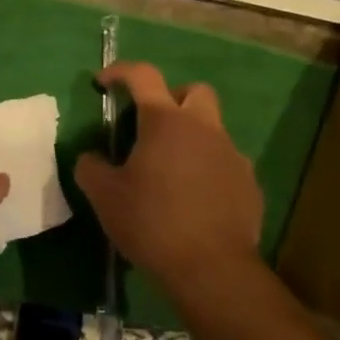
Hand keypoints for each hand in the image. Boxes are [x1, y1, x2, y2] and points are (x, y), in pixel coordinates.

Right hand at [74, 62, 264, 295]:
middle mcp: (204, 129)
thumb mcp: (104, 196)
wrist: (211, 268)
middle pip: (194, 91)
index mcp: (165, 122)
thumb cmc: (151, 222)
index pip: (143, 76)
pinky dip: (207, 169)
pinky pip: (225, 163)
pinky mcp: (249, 184)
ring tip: (168, 171)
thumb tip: (90, 157)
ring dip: (190, 138)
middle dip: (171, 98)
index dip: (120, 71)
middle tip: (149, 126)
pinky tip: (192, 199)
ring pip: (212, 129)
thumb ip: (91, 168)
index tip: (103, 82)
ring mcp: (232, 155)